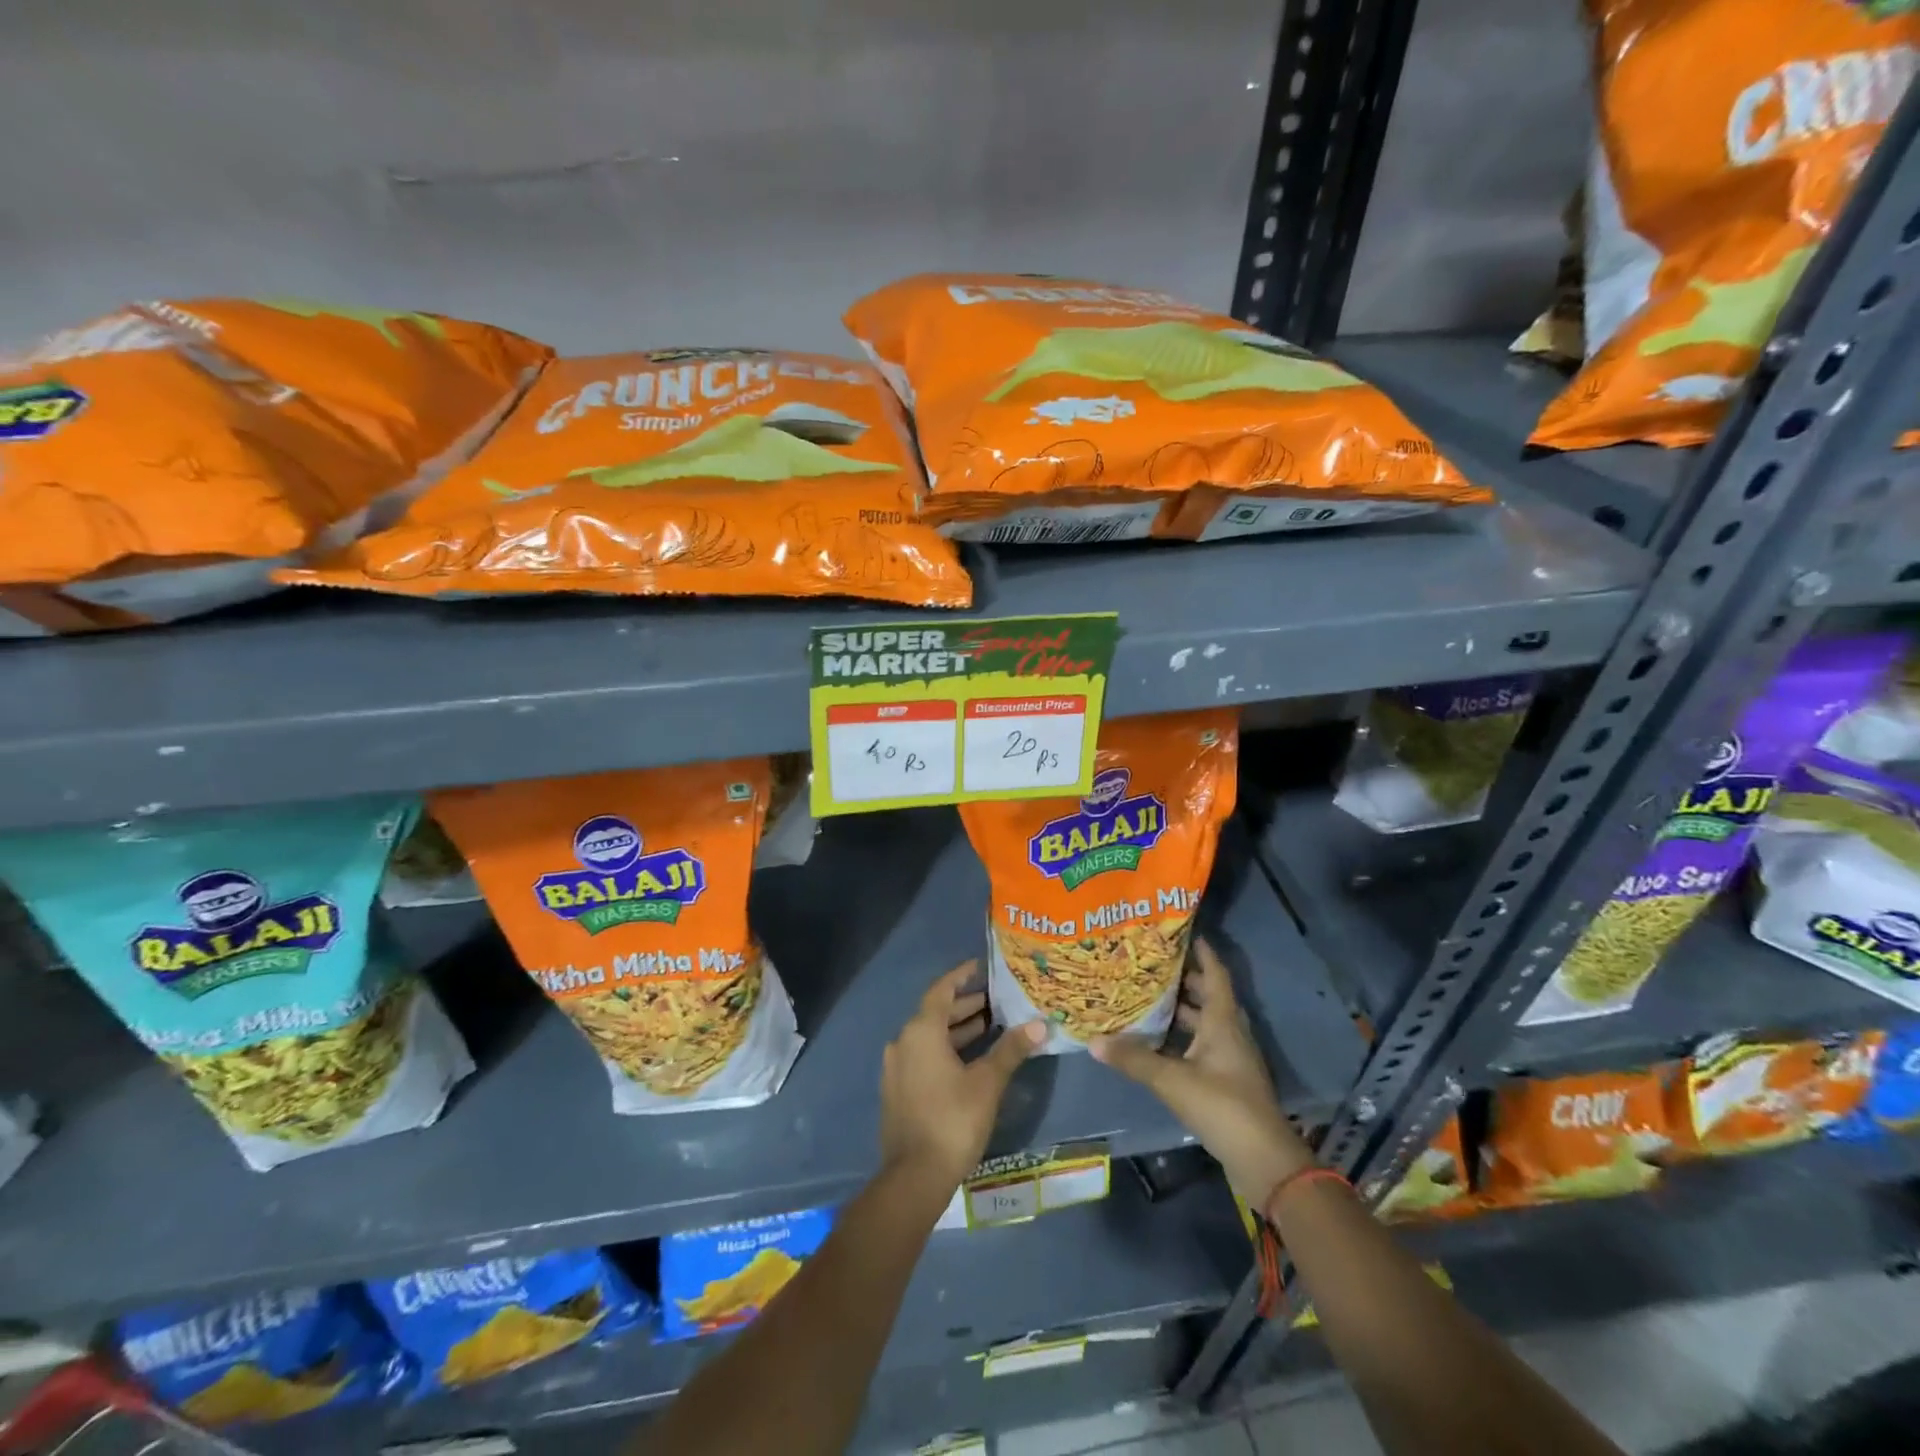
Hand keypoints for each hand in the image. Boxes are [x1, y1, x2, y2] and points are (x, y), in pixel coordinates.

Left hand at [880, 961, 1045, 1195]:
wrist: (914, 1177)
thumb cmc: (953, 1120)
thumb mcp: (988, 1082)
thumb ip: (1011, 1050)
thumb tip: (1040, 1025)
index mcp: (921, 1031)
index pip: (941, 990)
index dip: (961, 976)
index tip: (981, 967)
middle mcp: (903, 1042)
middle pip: (935, 1013)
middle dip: (965, 1005)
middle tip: (995, 1001)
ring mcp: (897, 1068)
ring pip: (929, 1037)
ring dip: (957, 1030)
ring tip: (989, 1027)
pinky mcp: (898, 1090)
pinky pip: (923, 1056)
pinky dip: (946, 1050)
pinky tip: (969, 1060)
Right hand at [1091, 938, 1311, 1205]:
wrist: (1264, 1160)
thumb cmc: (1223, 1106)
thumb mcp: (1173, 1080)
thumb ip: (1133, 1059)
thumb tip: (1093, 1040)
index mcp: (1223, 1021)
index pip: (1215, 974)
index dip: (1202, 951)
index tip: (1181, 932)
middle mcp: (1230, 1032)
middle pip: (1208, 995)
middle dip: (1183, 978)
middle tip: (1150, 963)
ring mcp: (1231, 1058)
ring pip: (1204, 1022)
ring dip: (1181, 1009)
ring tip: (1147, 996)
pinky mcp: (1227, 1081)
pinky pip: (1202, 1045)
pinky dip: (1181, 1037)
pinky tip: (1156, 1041)